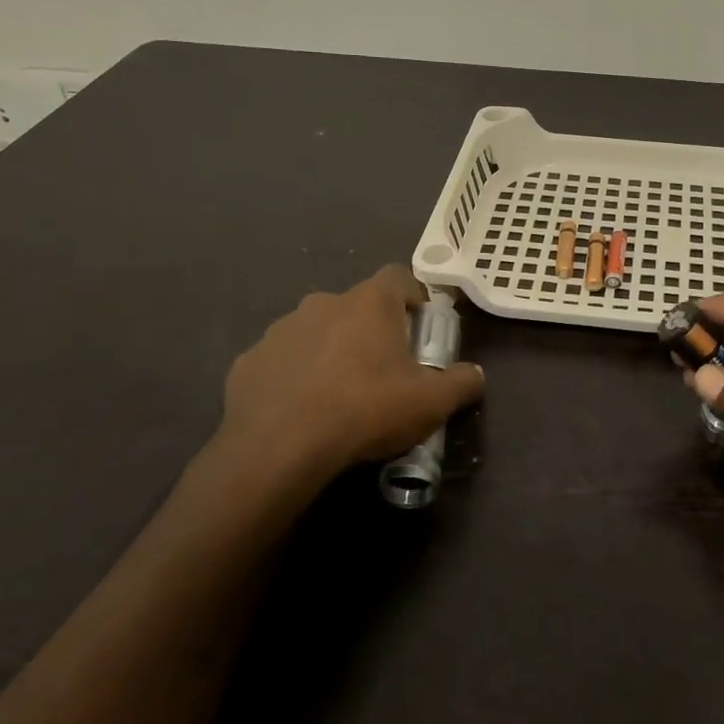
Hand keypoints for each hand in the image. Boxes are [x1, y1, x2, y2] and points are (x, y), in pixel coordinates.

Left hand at [196, 266, 483, 510]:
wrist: (278, 446)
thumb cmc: (365, 410)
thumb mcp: (431, 402)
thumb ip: (461, 383)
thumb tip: (475, 374)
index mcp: (369, 303)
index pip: (399, 276)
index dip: (413, 297)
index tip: (421, 327)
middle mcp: (323, 303)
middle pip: (357, 306)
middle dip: (372, 330)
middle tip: (384, 369)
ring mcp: (281, 330)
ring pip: (316, 332)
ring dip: (331, 351)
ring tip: (339, 394)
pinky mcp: (248, 361)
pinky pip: (282, 361)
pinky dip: (294, 377)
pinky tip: (301, 411)